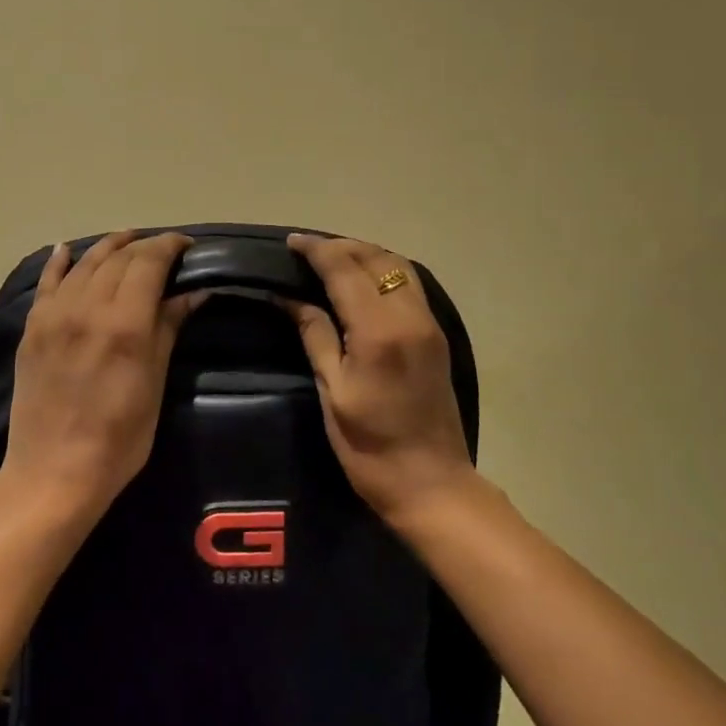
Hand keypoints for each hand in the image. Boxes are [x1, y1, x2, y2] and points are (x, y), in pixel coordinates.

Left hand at [0, 231, 204, 520]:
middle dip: (143, 246)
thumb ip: (168, 329)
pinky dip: (59, 263)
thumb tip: (193, 292)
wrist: (53, 472)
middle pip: (117, 258)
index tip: (187, 246)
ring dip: (108, 248)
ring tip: (127, 242)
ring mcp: (53, 315)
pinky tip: (68, 249)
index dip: (169, 246)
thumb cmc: (118, 439)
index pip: (148, 262)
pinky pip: (47, 283)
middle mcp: (86, 307)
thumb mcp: (154, 385)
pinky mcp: (32, 329)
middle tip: (163, 251)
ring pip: (84, 264)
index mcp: (123, 322)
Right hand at [284, 234, 475, 523]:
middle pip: (376, 259)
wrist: (430, 482)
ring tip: (331, 260)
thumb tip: (289, 297)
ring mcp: (429, 324)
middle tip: (306, 250)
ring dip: (364, 255)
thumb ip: (315, 335)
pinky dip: (382, 272)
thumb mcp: (333, 391)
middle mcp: (410, 316)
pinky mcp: (436, 336)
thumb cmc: (369, 446)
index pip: (345, 269)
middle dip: (340, 246)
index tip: (290, 243)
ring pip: (398, 267)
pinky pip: (409, 285)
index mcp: (379, 331)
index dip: (317, 250)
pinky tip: (360, 283)